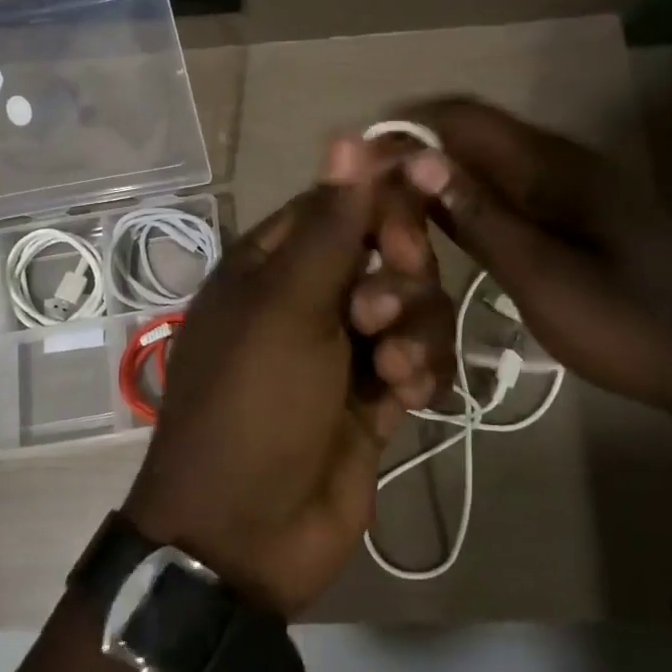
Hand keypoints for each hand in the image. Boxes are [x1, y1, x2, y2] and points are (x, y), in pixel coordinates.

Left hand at [124, 139, 454, 616]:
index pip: (341, 203)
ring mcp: (343, 349)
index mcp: (273, 264)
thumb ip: (329, 226)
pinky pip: (419, 359)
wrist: (245, 535)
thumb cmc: (254, 404)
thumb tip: (347, 136)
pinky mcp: (374, 396)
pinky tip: (405, 397)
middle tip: (381, 310)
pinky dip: (420, 372)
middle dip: (401, 275)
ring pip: (411, 306)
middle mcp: (309, 297)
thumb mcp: (288, 307)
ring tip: (391, 369)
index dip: (384, 199)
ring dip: (414, 330)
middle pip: (386, 252)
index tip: (426, 197)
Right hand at [393, 97, 671, 421]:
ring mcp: (569, 186)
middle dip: (415, 153)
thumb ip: (479, 218)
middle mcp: (559, 161)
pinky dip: (465, 199)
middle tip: (367, 197)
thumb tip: (417, 159)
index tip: (358, 159)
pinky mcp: (573, 213)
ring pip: (485, 162)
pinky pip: (505, 189)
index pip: (463, 118)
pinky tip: (440, 228)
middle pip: (471, 134)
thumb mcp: (544, 279)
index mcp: (554, 166)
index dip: (407, 127)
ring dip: (438, 177)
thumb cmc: (629, 326)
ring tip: (391, 212)